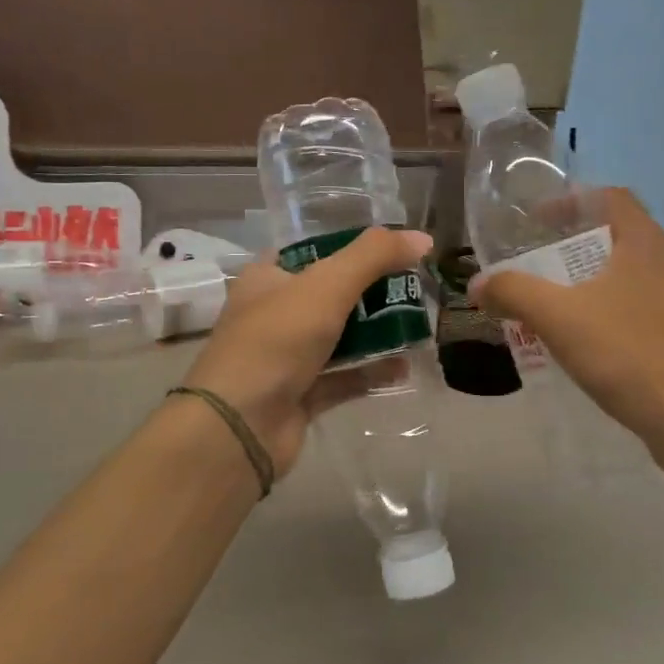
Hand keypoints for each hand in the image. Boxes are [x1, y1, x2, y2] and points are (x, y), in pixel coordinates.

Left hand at [181, 228, 435, 479]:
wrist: (240, 425)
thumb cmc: (276, 340)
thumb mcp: (327, 285)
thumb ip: (374, 256)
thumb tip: (423, 238)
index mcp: (267, 279)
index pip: (311, 252)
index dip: (350, 247)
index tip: (393, 250)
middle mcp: (273, 315)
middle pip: (331, 295)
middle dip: (373, 292)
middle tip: (416, 289)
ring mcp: (286, 358)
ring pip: (339, 338)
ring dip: (376, 333)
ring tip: (419, 325)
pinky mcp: (300, 396)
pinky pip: (343, 378)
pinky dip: (370, 372)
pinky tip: (405, 368)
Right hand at [472, 188, 663, 455]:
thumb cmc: (627, 353)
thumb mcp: (557, 318)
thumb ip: (513, 292)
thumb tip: (478, 283)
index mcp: (646, 244)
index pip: (612, 197)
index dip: (572, 200)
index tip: (538, 220)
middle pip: (621, 237)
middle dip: (576, 247)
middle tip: (539, 266)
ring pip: (633, 278)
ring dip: (595, 284)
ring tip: (559, 307)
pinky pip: (645, 312)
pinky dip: (614, 315)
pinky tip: (592, 346)